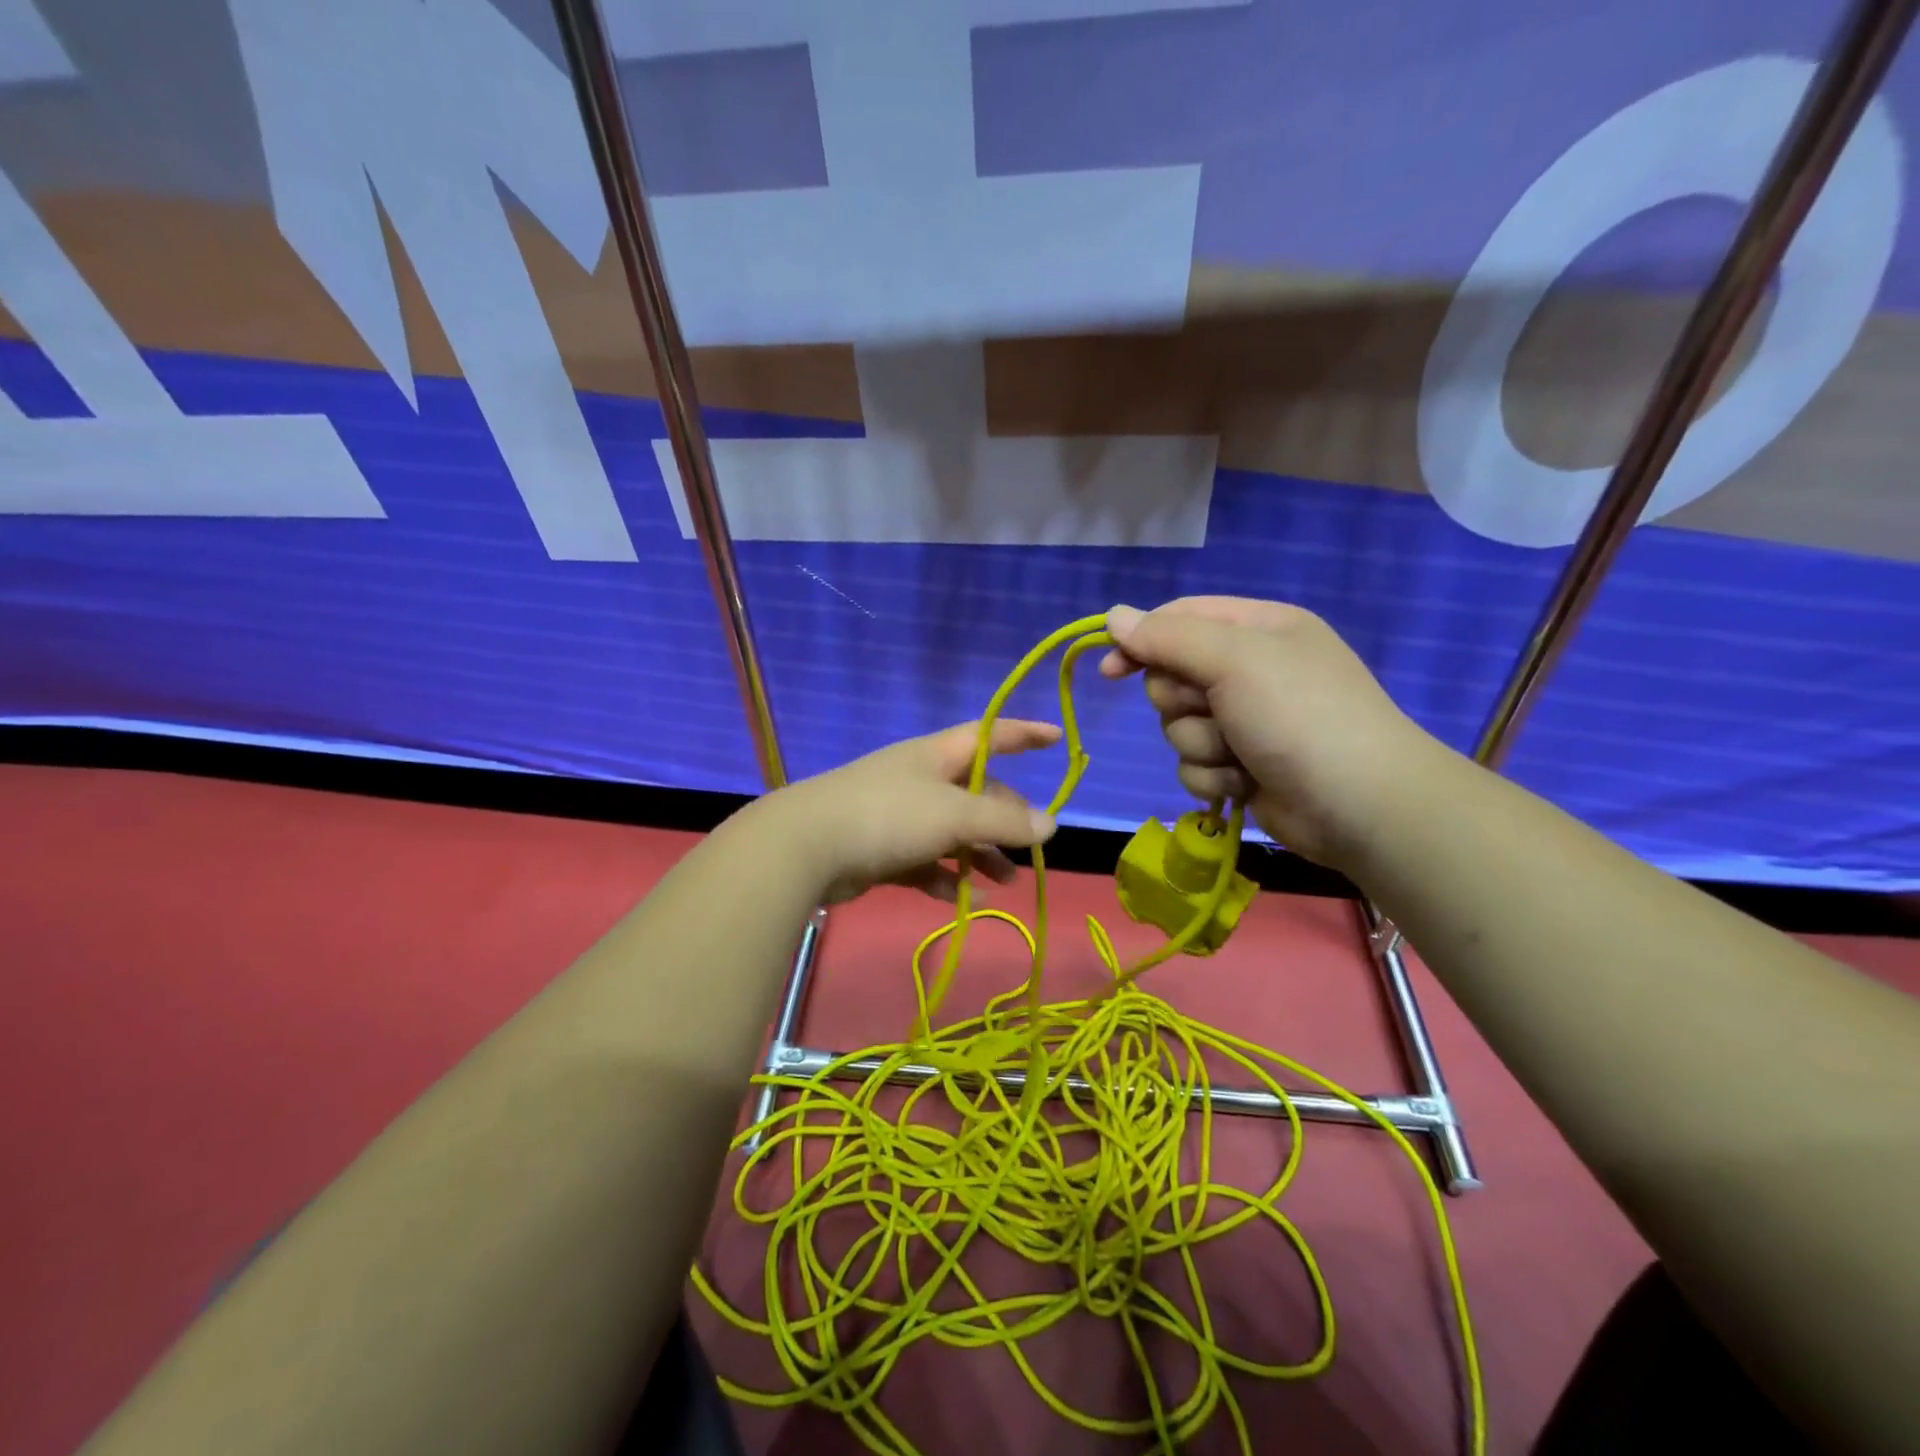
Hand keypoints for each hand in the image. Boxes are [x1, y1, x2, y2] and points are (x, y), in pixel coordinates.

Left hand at [768, 721, 1061, 904]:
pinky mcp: (880, 848)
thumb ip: (1003, 821)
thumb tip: (1050, 824)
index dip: (1024, 734)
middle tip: (1028, 848)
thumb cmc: (888, 815)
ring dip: (980, 855)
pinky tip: (963, 899)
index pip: (989, 734)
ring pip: (952, 831)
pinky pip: (925, 860)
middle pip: (976, 792)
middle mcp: (919, 779)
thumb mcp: (954, 815)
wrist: (805, 847)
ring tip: (1005, 883)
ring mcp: (898, 814)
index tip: (1057, 738)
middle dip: (1005, 818)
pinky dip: (946, 877)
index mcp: (936, 755)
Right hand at [1099, 597, 1445, 868]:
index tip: (1112, 670)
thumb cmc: (1299, 715)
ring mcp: (1246, 722)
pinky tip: (1244, 783)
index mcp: (1257, 629)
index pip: (1179, 619)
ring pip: (1178, 727)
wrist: (1359, 805)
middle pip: (1172, 678)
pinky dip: (1213, 776)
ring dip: (1201, 745)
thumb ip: (1168, 637)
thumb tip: (1113, 616)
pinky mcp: (1242, 767)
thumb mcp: (1234, 660)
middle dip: (1183, 703)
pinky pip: (1194, 765)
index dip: (1141, 642)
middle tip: (1214, 711)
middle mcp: (1250, 671)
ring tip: (1239, 755)